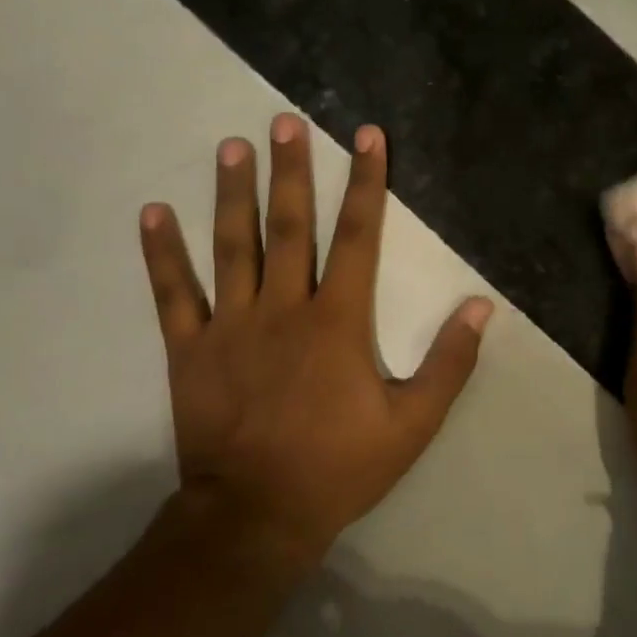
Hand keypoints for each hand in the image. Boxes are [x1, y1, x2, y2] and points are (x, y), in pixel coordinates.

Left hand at [139, 114, 493, 566]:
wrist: (257, 514)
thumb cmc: (341, 466)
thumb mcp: (414, 422)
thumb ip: (449, 362)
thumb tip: (482, 307)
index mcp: (338, 321)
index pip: (357, 237)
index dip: (367, 184)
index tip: (367, 137)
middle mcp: (284, 308)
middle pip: (290, 227)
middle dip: (292, 171)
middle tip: (284, 122)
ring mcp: (231, 326)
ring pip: (232, 247)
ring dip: (233, 194)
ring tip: (231, 147)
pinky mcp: (189, 350)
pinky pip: (172, 293)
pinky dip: (162, 252)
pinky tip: (154, 212)